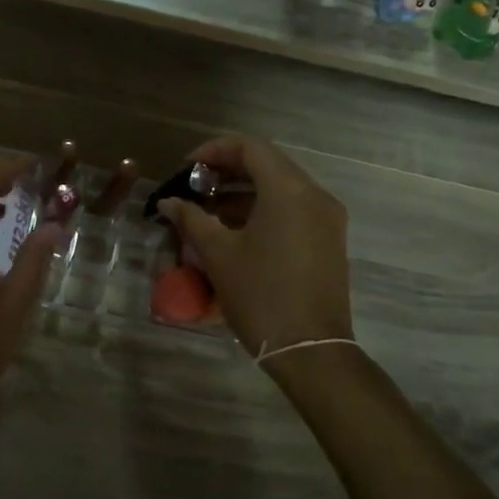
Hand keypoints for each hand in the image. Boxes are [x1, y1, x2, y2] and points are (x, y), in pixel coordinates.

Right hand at [157, 137, 352, 355]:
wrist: (311, 350)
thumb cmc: (260, 295)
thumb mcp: (218, 255)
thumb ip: (191, 219)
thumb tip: (169, 202)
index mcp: (289, 191)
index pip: (251, 148)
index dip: (214, 150)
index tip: (187, 168)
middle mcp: (315, 196)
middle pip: (268, 165)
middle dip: (227, 172)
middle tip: (195, 188)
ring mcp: (327, 219)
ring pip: (281, 189)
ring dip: (244, 194)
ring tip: (209, 214)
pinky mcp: (329, 241)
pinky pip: (293, 211)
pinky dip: (263, 211)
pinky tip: (236, 233)